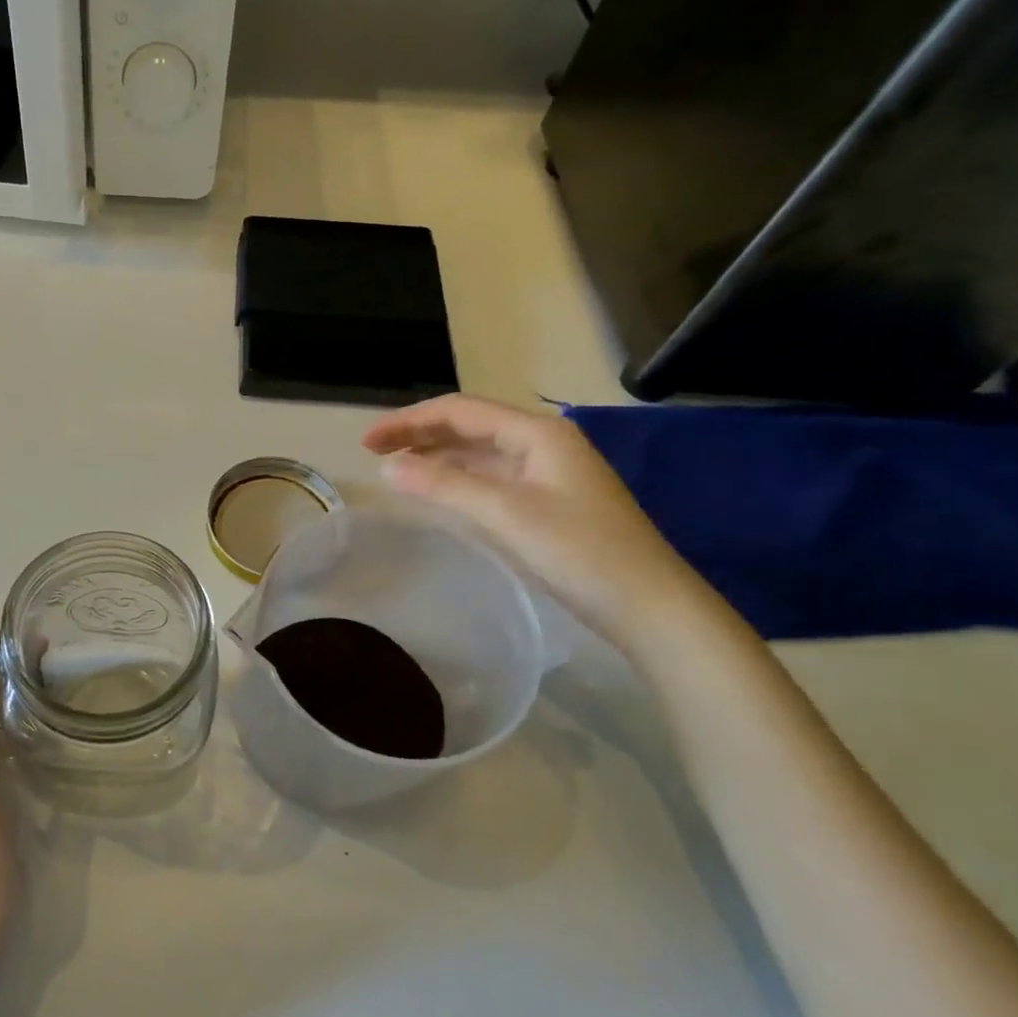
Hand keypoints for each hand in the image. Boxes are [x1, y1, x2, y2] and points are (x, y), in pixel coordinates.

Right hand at [362, 394, 716, 648]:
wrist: (650, 606)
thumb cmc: (580, 552)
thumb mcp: (506, 514)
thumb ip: (444, 486)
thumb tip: (388, 467)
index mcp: (538, 433)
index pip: (460, 410)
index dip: (408, 422)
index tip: (367, 443)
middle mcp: (543, 443)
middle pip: (469, 426)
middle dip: (419, 434)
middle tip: (373, 452)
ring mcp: (549, 473)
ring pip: (481, 453)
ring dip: (437, 456)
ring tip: (396, 468)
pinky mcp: (550, 502)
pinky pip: (493, 478)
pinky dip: (459, 480)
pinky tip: (439, 491)